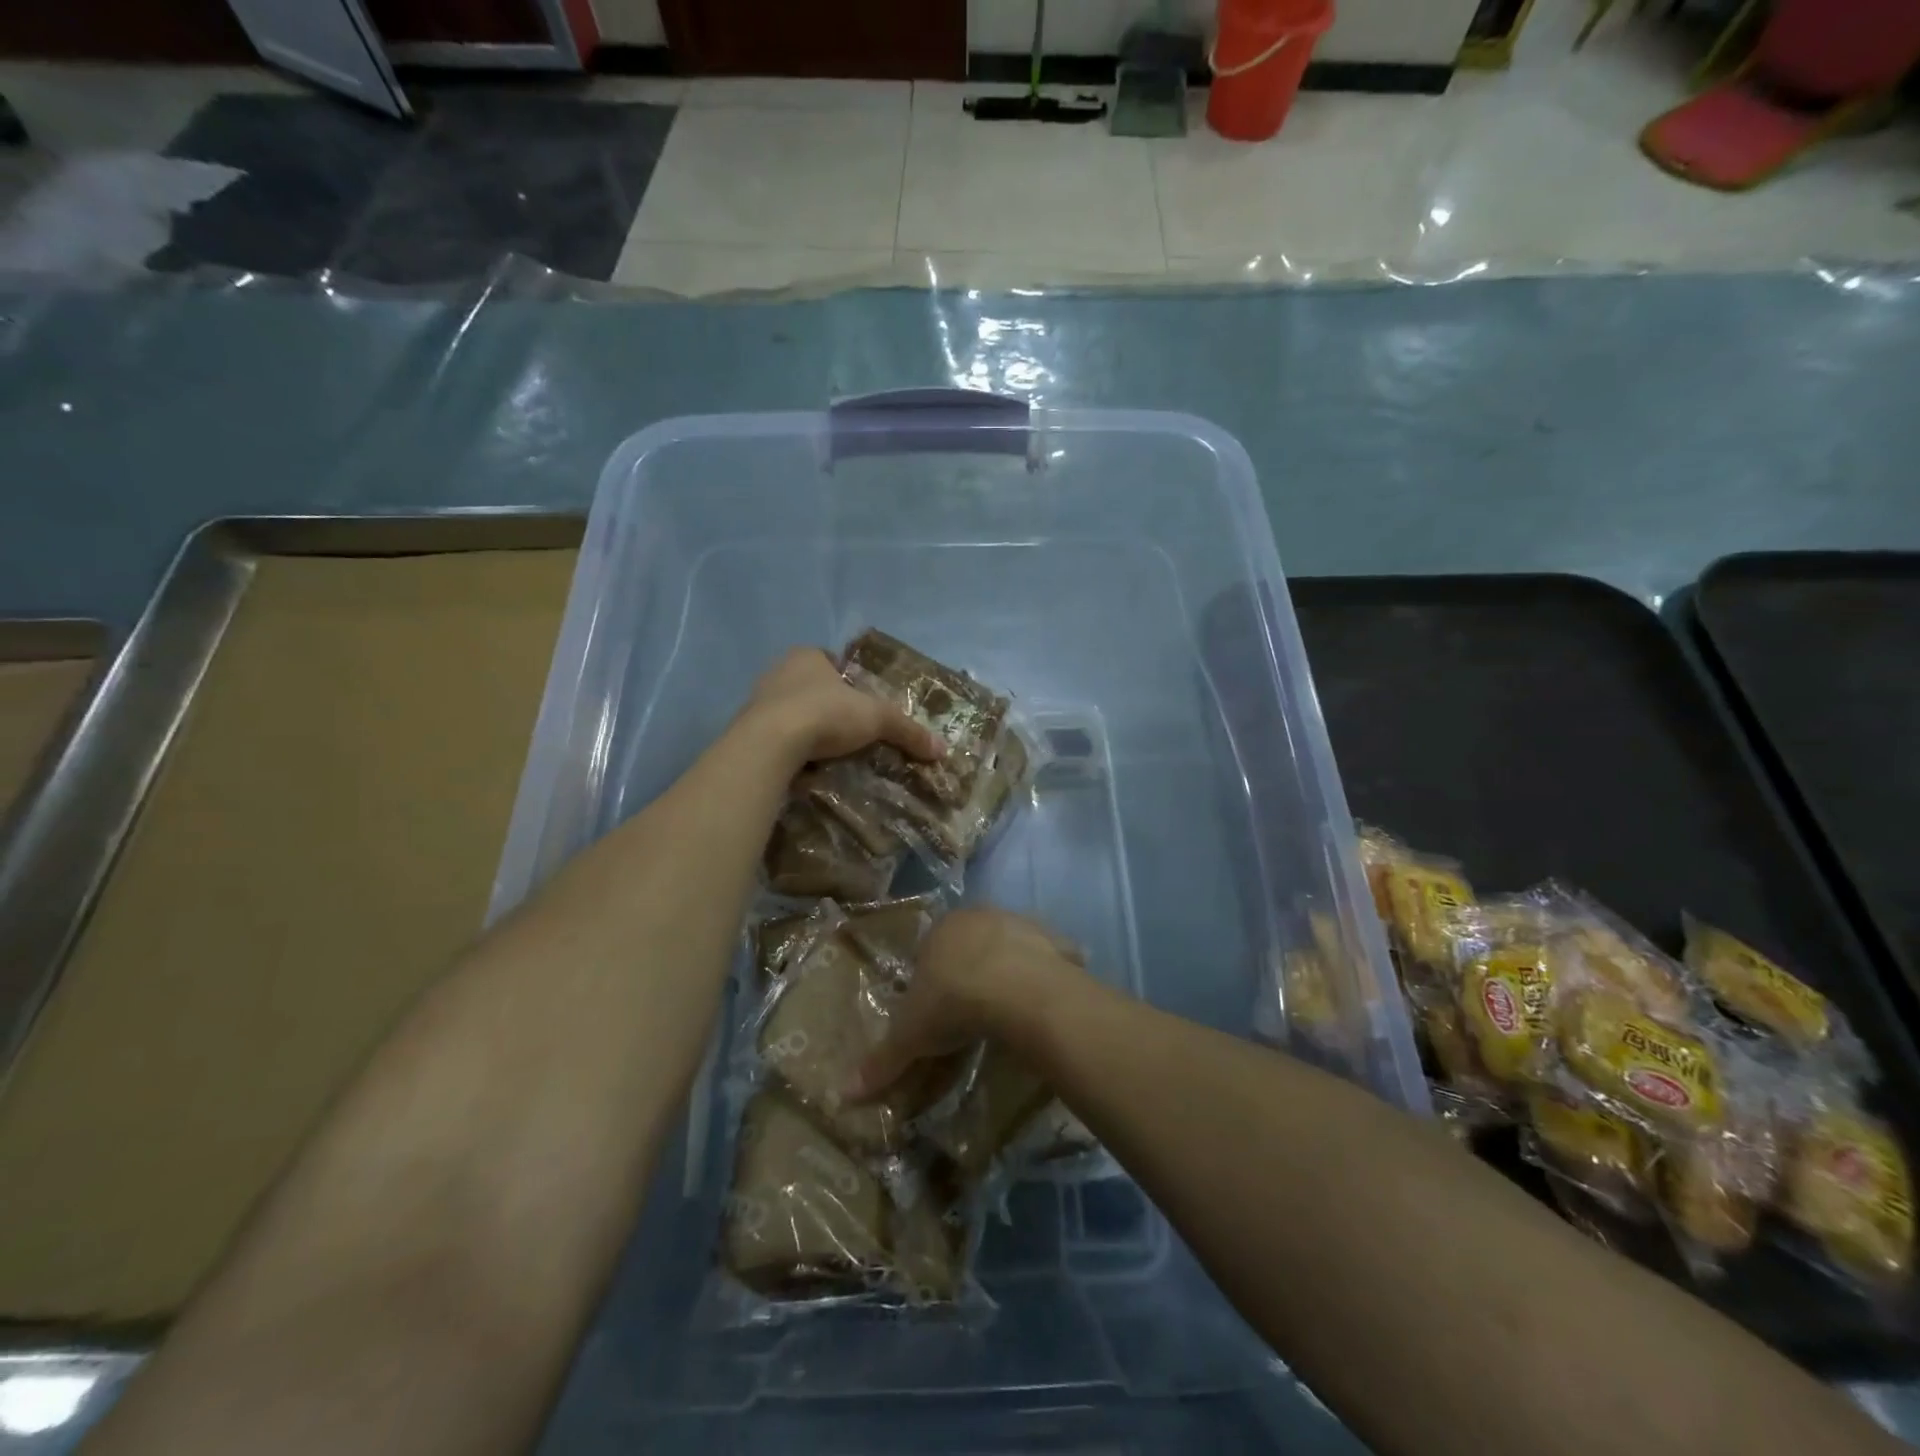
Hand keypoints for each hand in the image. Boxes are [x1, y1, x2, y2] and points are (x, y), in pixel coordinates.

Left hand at [746, 647, 945, 765]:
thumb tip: (941, 749)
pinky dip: (788, 747)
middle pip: (810, 686)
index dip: (847, 680)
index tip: (860, 703)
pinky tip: (802, 763)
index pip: (830, 661)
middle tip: (847, 730)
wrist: (770, 743)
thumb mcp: (876, 719)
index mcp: (807, 656)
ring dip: (806, 727)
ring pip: (789, 711)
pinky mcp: (746, 730)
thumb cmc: (825, 714)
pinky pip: (774, 736)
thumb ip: (907, 730)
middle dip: (827, 705)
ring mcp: (757, 700)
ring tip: (827, 751)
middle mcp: (779, 671)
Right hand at [852, 908, 1083, 1098]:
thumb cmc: (954, 1002)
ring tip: (1007, 1016)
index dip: (929, 985)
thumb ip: (882, 1060)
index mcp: (942, 929)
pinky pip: (1048, 961)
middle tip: (970, 1019)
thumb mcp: (911, 1036)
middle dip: (968, 977)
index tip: (934, 1017)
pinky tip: (1041, 1007)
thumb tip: (844, 1094)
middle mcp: (981, 917)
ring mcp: (1021, 925)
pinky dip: (1045, 980)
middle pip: (970, 949)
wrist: (1019, 990)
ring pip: (1008, 951)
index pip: (928, 953)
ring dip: (1007, 976)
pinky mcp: (1056, 941)